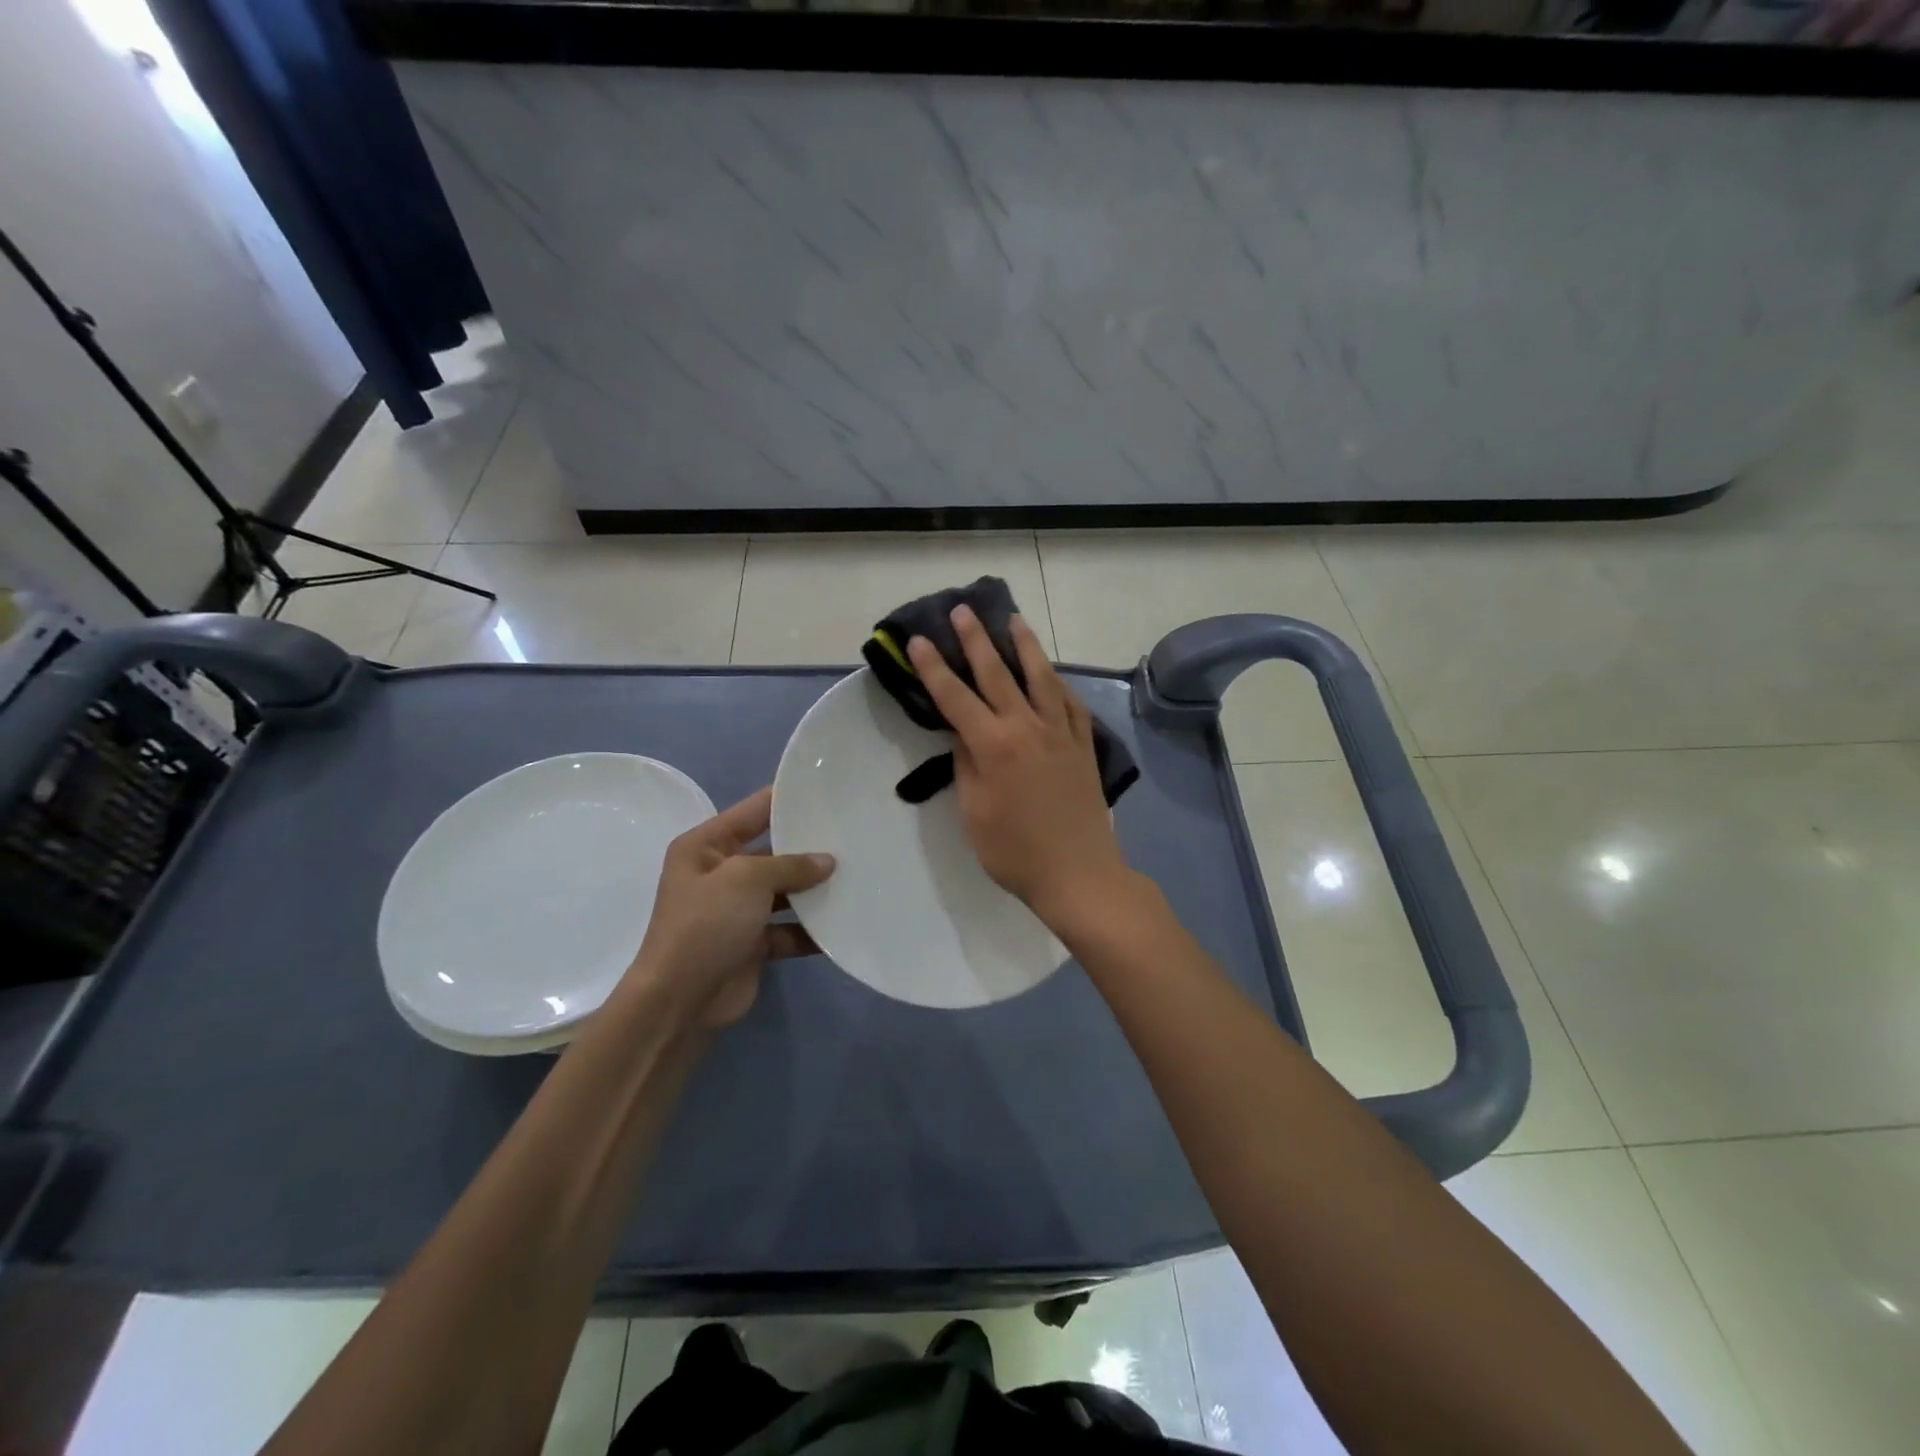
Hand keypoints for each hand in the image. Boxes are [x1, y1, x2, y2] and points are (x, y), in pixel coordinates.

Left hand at [626, 787, 833, 1030]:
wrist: (681, 1001)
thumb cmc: (707, 924)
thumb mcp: (747, 878)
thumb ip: (790, 864)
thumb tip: (827, 862)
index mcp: (706, 846)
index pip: (753, 810)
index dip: (787, 798)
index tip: (828, 789)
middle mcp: (720, 873)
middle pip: (772, 851)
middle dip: (809, 847)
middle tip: (854, 835)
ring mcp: (736, 910)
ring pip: (784, 891)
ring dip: (814, 890)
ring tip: (857, 877)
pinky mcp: (752, 943)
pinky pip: (788, 928)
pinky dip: (810, 929)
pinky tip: (844, 922)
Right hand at [907, 606, 1135, 933]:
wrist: (1078, 873)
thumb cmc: (1015, 852)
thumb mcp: (974, 813)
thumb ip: (966, 765)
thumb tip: (964, 733)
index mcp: (994, 746)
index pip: (956, 697)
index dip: (934, 668)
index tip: (918, 640)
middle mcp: (1028, 727)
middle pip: (998, 674)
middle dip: (976, 640)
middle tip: (963, 610)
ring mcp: (1061, 733)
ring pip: (1041, 677)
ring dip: (1024, 645)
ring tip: (1013, 620)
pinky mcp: (1083, 744)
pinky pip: (1069, 702)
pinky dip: (1056, 681)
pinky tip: (1051, 673)